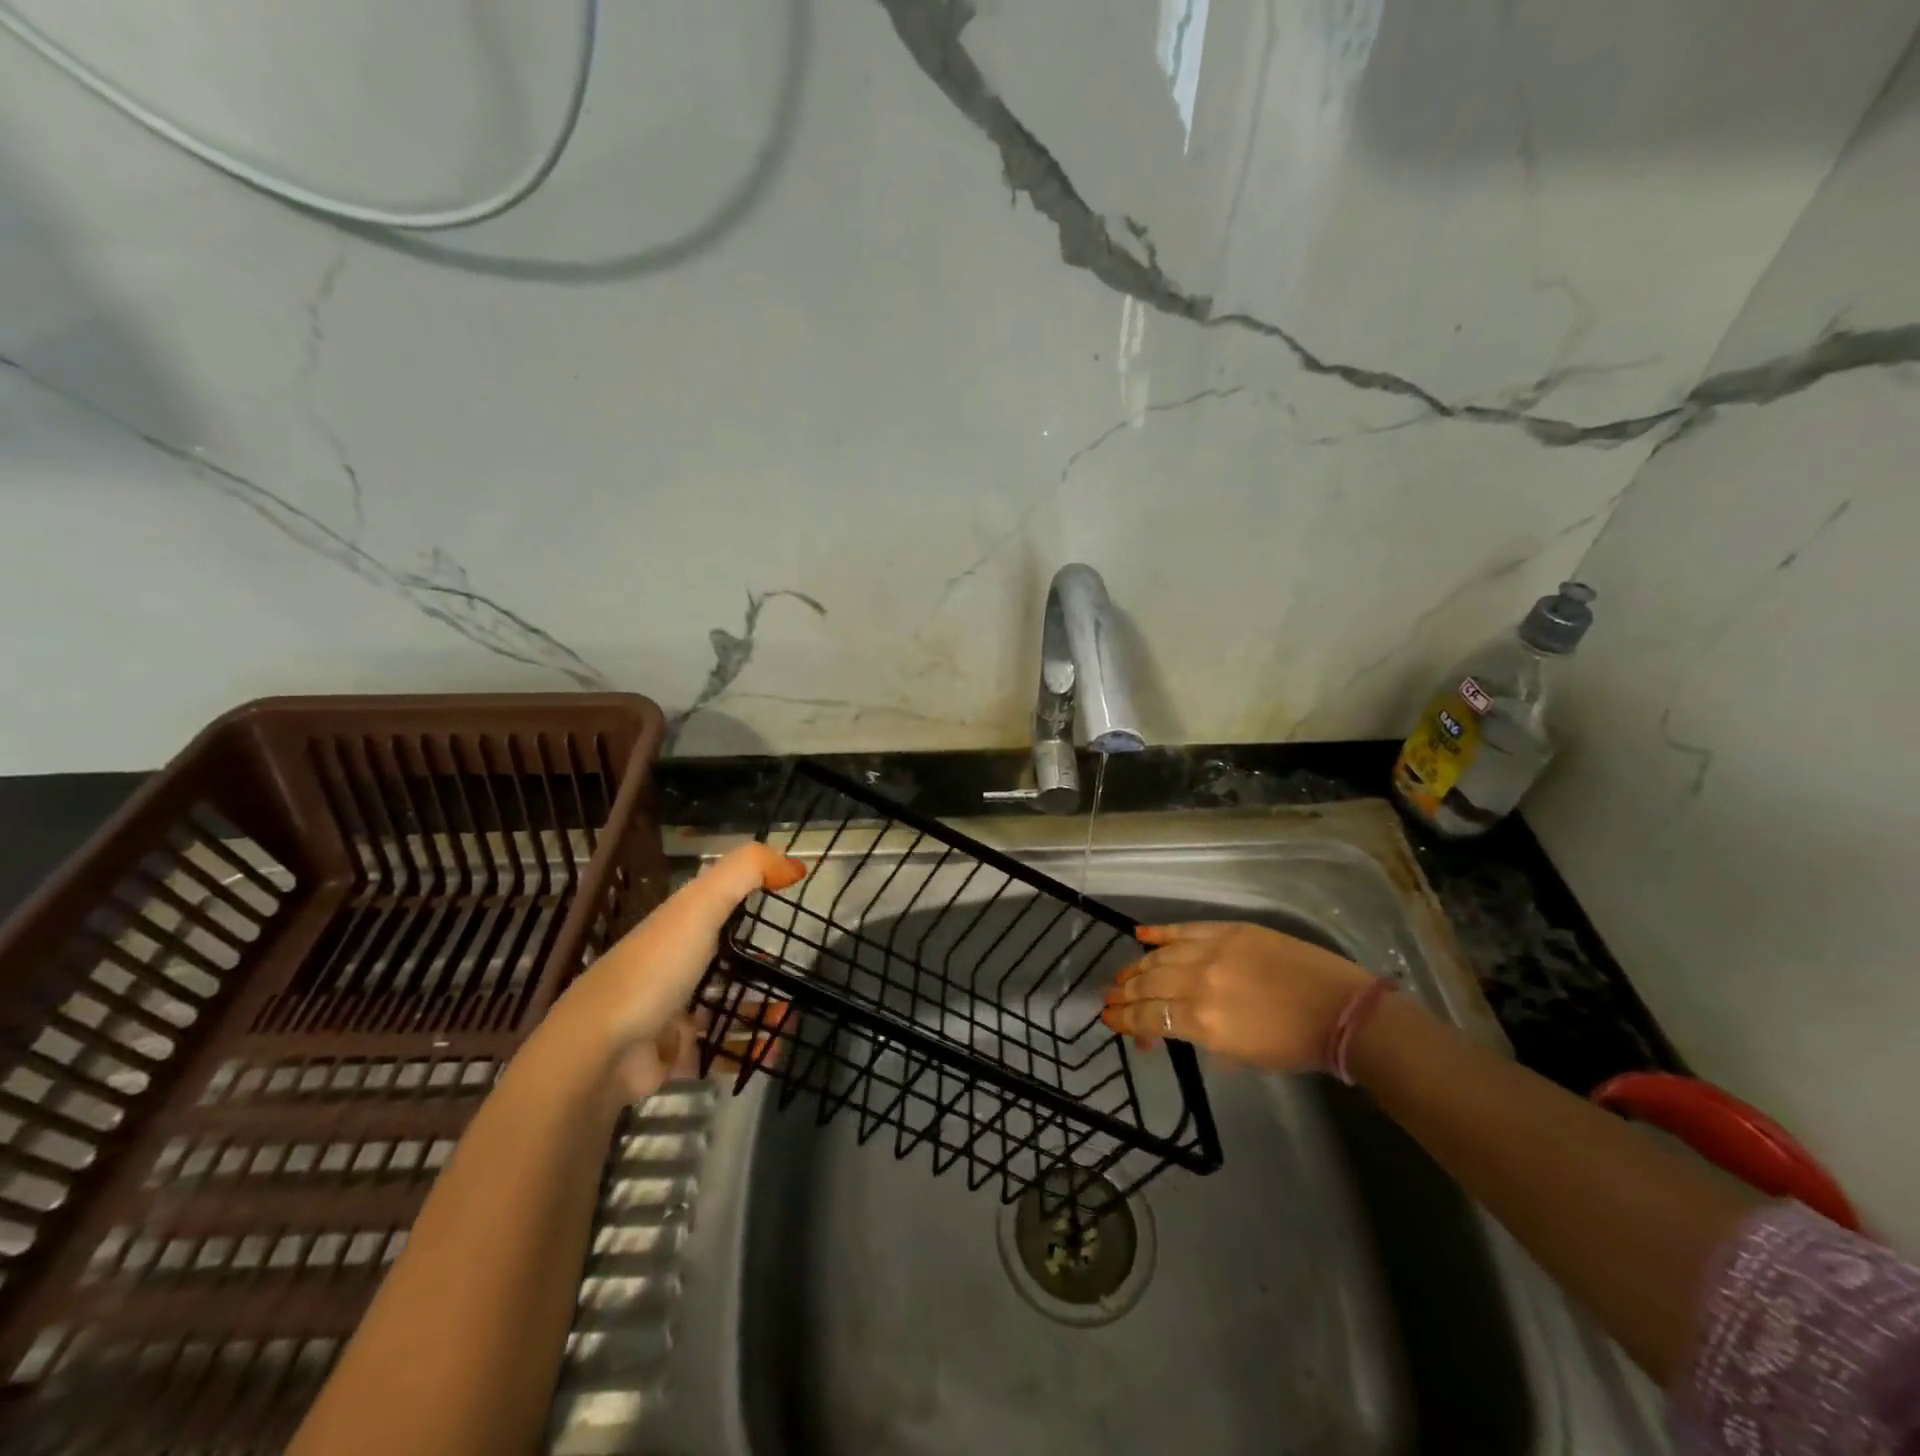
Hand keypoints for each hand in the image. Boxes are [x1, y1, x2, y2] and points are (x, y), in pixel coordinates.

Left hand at [538, 842, 805, 1102]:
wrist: (600, 1052)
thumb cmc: (655, 968)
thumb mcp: (702, 903)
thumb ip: (748, 871)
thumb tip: (797, 865)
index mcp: (677, 926)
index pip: (720, 906)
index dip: (753, 901)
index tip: (792, 905)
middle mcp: (673, 966)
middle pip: (724, 960)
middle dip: (761, 966)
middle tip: (799, 971)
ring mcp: (671, 1013)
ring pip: (725, 1007)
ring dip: (760, 1011)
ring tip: (791, 1016)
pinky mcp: (673, 1057)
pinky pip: (720, 1053)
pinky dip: (748, 1053)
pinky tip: (774, 1051)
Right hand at [1100, 922, 1372, 1072]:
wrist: (1338, 1009)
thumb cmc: (1292, 1044)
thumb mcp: (1239, 1056)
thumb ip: (1200, 1038)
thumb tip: (1171, 1029)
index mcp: (1203, 1021)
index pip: (1150, 1017)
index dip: (1125, 1019)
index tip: (1110, 1020)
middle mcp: (1198, 983)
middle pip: (1148, 985)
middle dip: (1124, 993)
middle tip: (1109, 997)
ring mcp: (1212, 951)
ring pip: (1160, 956)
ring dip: (1136, 966)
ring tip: (1123, 974)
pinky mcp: (1227, 930)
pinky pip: (1183, 929)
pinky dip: (1159, 932)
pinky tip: (1140, 935)